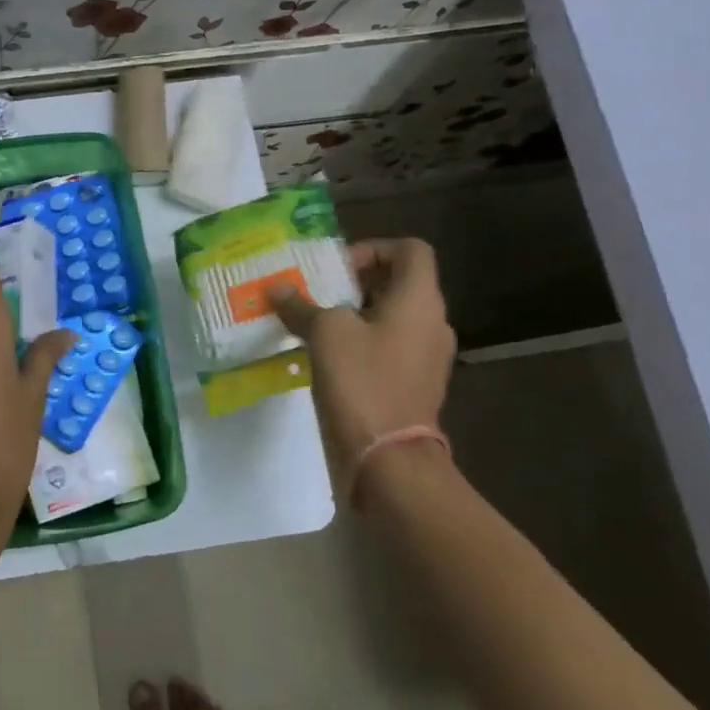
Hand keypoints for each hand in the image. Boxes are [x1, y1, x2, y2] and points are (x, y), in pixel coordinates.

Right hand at [270, 238, 455, 504]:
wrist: (389, 460)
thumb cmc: (362, 382)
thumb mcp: (325, 334)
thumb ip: (301, 306)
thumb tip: (277, 289)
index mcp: (419, 300)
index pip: (409, 250)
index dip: (372, 249)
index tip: (336, 270)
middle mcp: (432, 323)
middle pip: (399, 283)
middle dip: (355, 283)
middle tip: (318, 295)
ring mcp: (427, 357)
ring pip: (392, 317)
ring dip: (355, 315)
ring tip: (316, 325)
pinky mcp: (415, 385)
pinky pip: (389, 348)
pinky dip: (362, 344)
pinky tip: (328, 358)